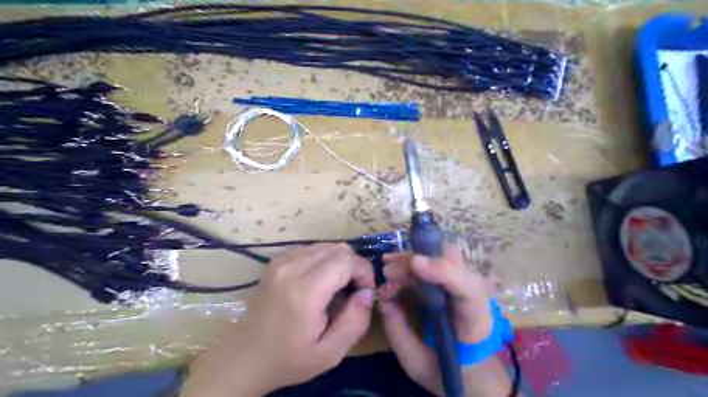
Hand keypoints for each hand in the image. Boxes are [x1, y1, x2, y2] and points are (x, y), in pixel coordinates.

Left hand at [180, 242, 374, 396]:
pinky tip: (321, 282)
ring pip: (327, 246)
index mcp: (304, 290)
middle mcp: (291, 266)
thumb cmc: (288, 358)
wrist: (245, 355)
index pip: (347, 260)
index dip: (364, 272)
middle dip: (354, 266)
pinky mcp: (278, 259)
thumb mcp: (330, 353)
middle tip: (352, 291)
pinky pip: (313, 249)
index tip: (364, 293)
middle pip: (339, 248)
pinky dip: (325, 261)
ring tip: (337, 288)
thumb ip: (356, 321)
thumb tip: (368, 292)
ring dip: (340, 263)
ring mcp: (282, 260)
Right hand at [381, 241, 508, 394]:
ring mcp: (465, 283)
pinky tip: (393, 264)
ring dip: (412, 259)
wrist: (472, 370)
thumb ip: (400, 335)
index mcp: (475, 321)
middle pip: (453, 262)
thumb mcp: (419, 364)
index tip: (415, 263)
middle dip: (417, 261)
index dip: (444, 271)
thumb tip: (383, 301)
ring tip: (388, 269)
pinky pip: (435, 261)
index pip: (468, 289)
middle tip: (388, 271)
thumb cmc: (448, 370)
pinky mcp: (454, 280)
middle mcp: (475, 294)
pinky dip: (413, 261)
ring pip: (442, 256)